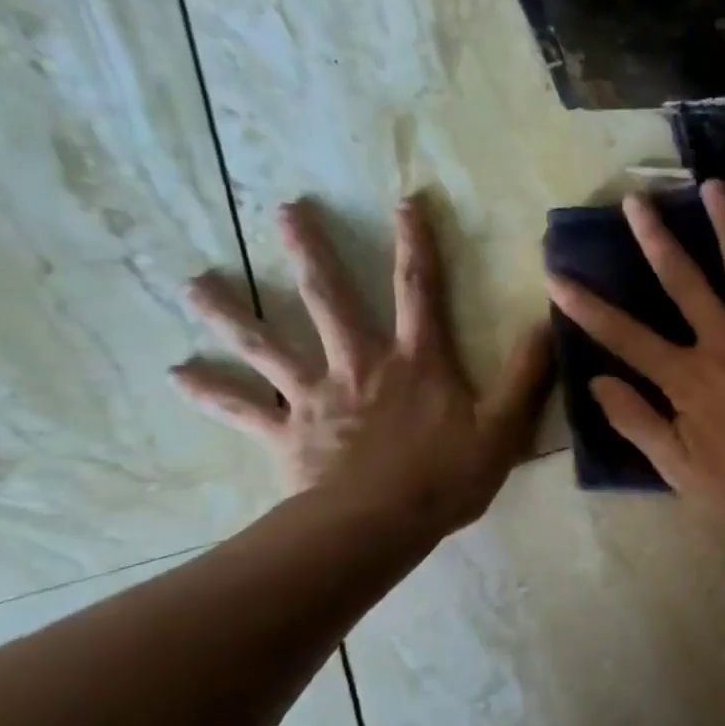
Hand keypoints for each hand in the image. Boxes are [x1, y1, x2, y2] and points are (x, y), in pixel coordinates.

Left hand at [172, 194, 551, 538]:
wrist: (380, 525)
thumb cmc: (448, 476)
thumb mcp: (505, 426)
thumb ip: (527, 375)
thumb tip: (549, 324)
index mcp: (416, 361)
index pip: (418, 290)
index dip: (416, 244)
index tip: (404, 200)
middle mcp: (361, 365)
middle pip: (329, 299)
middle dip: (310, 252)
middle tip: (285, 209)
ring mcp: (317, 396)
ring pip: (266, 344)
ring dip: (230, 311)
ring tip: (194, 282)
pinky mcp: (287, 432)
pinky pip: (242, 408)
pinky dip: (208, 391)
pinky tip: (175, 374)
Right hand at [545, 180, 724, 529]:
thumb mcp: (681, 469)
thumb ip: (638, 423)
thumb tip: (596, 383)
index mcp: (687, 376)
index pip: (625, 335)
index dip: (587, 306)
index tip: (556, 273)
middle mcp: (724, 340)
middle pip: (683, 280)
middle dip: (655, 238)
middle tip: (637, 199)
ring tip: (713, 186)